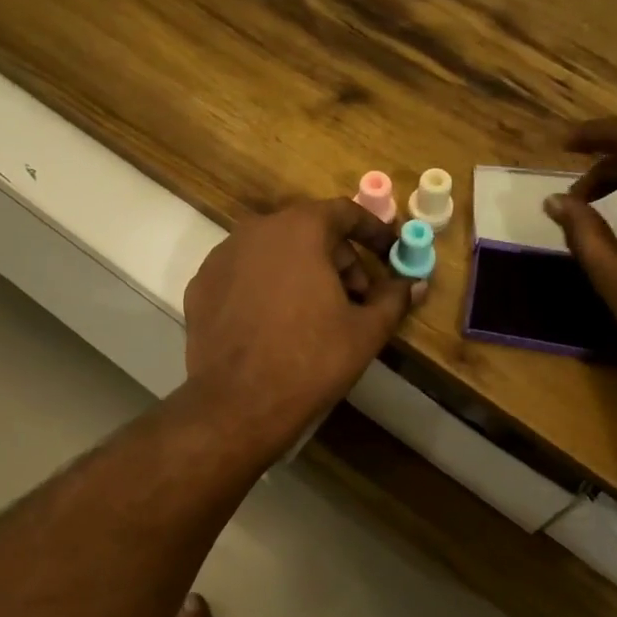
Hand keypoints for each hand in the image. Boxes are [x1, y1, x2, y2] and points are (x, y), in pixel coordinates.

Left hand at [183, 199, 414, 452]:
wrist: (239, 404)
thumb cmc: (311, 360)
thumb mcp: (365, 331)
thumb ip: (394, 299)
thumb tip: (416, 284)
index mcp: (299, 230)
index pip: (344, 212)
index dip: (372, 232)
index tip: (388, 252)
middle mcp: (256, 231)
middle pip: (307, 231)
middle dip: (338, 258)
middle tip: (356, 296)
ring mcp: (221, 257)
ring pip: (273, 252)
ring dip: (301, 271)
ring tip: (317, 312)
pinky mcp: (200, 286)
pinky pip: (245, 274)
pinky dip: (266, 286)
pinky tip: (276, 323)